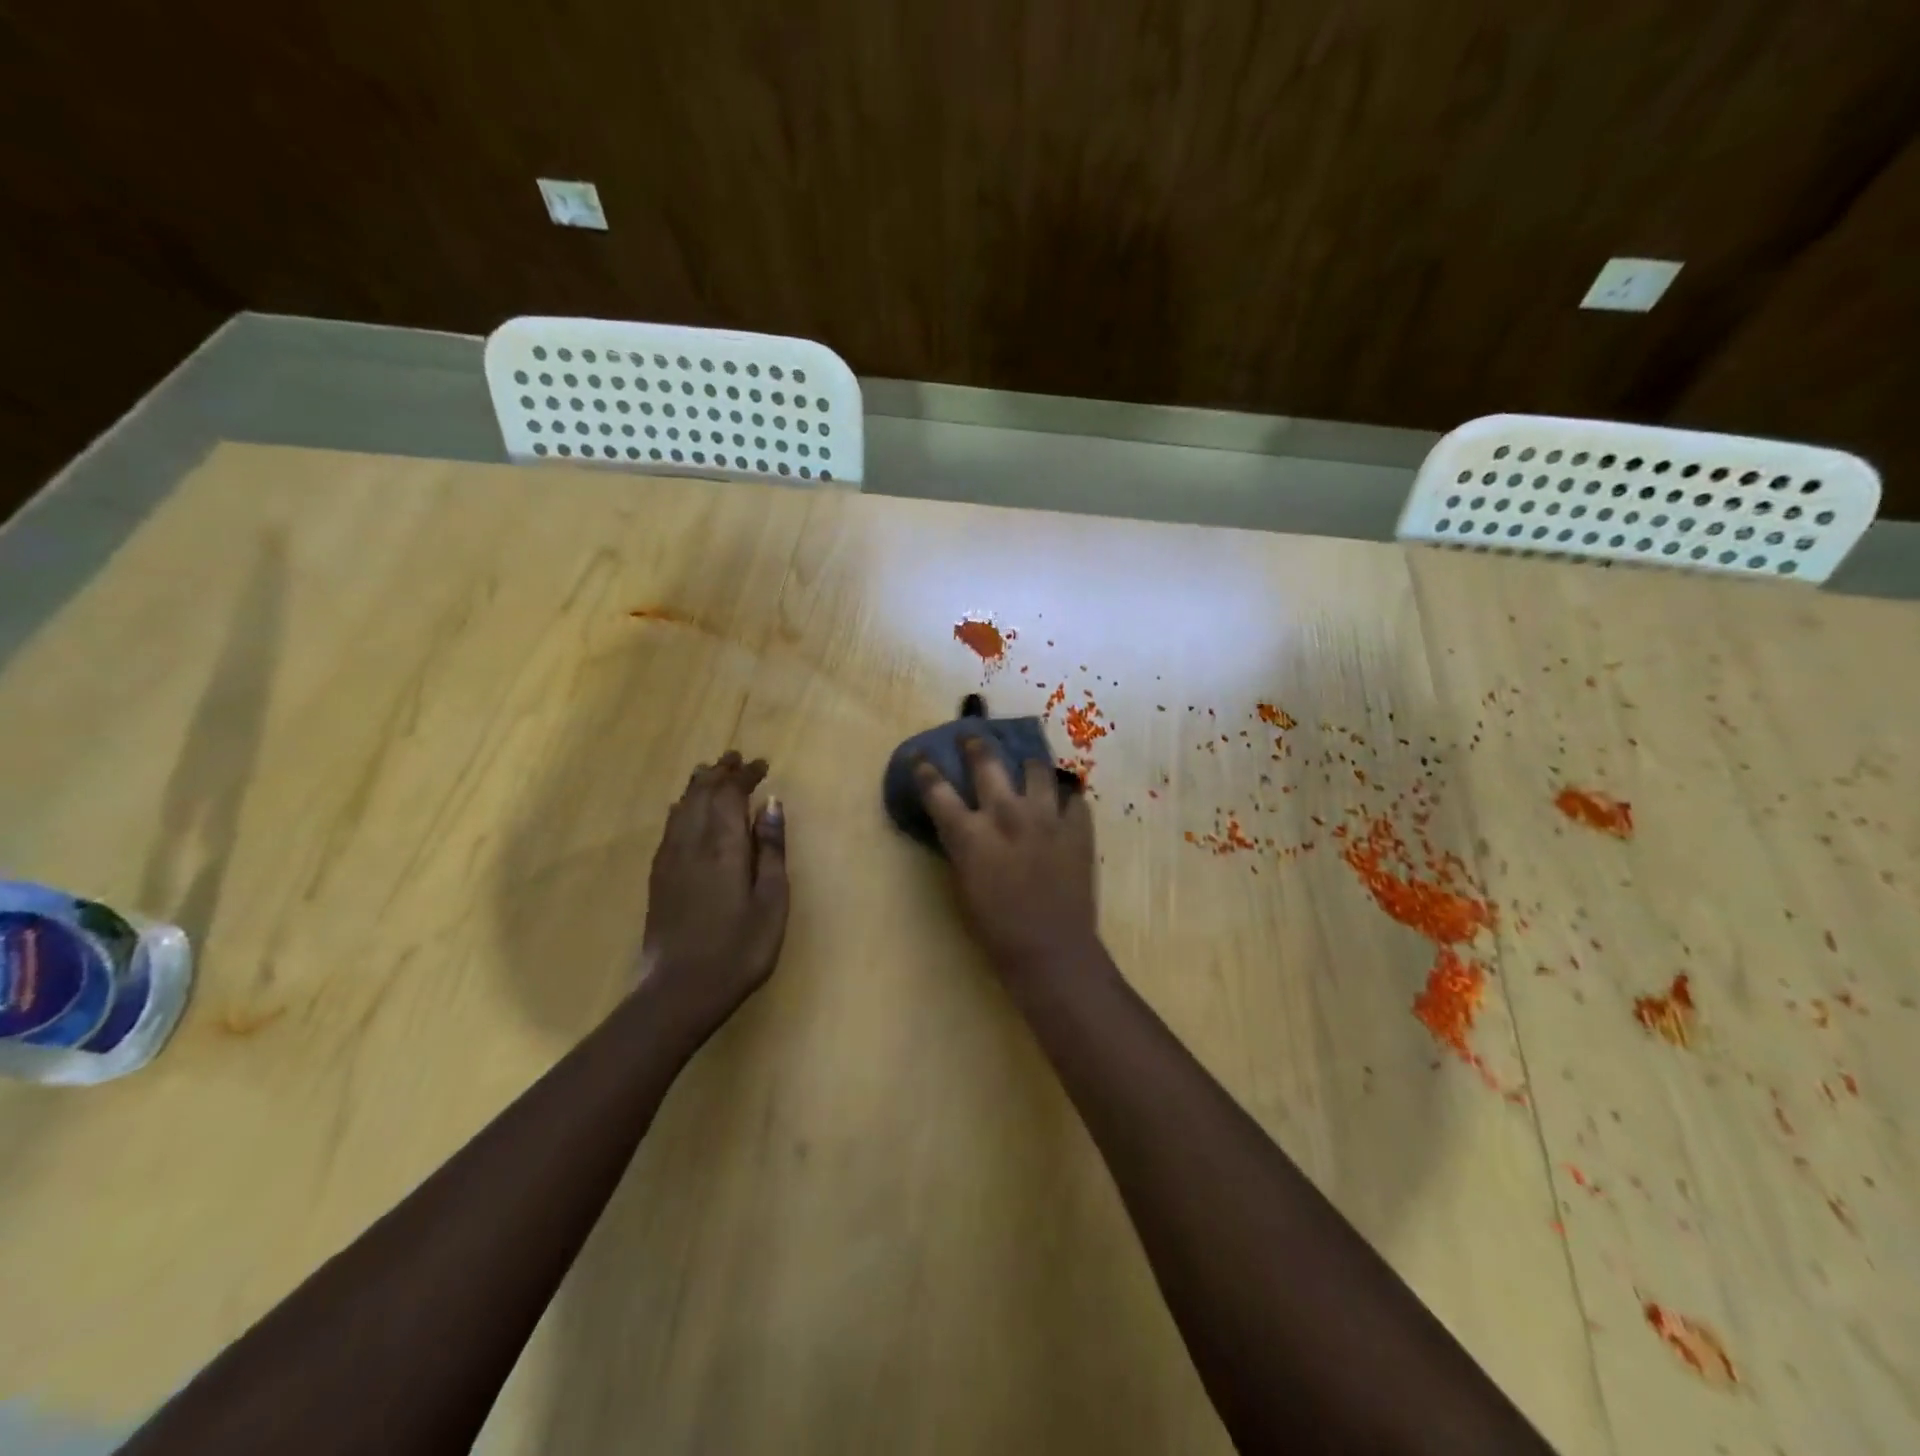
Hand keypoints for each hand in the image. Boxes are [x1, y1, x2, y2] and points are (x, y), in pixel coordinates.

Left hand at [640, 752, 788, 1031]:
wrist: (679, 991)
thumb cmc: (739, 949)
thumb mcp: (772, 901)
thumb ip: (772, 849)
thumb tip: (771, 804)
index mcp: (724, 846)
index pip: (730, 794)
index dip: (744, 775)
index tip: (761, 764)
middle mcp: (692, 843)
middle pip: (702, 794)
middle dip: (720, 772)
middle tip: (735, 758)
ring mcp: (670, 860)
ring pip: (681, 807)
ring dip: (697, 785)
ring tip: (710, 772)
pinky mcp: (658, 877)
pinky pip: (669, 827)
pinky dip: (681, 808)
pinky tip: (683, 810)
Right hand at [915, 739, 1097, 973]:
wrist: (1051, 950)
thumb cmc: (996, 928)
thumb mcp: (963, 883)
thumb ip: (962, 845)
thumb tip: (962, 822)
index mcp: (971, 834)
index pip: (937, 789)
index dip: (924, 768)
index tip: (920, 754)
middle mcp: (1007, 814)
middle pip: (987, 761)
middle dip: (975, 743)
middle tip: (971, 736)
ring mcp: (1046, 816)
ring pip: (1036, 768)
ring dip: (1027, 766)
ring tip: (1026, 767)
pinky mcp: (1078, 826)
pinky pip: (1072, 797)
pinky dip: (1064, 798)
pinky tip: (1061, 805)